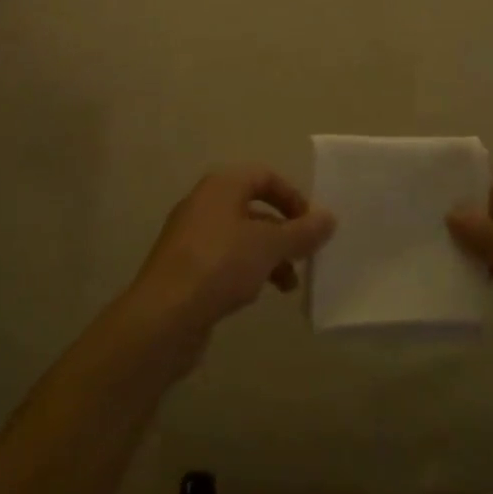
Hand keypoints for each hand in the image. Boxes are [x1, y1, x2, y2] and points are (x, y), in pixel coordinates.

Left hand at [130, 167, 336, 336]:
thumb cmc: (220, 266)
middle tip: (305, 255)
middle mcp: (204, 204)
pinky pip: (225, 260)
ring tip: (289, 285)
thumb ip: (301, 232)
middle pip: (254, 208)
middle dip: (284, 232)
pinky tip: (257, 294)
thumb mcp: (269, 246)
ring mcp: (191, 237)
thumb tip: (329, 218)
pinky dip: (247, 271)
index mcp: (221, 186)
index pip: (264, 176)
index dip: (292, 197)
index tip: (311, 225)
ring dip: (270, 257)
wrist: (163, 317)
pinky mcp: (186, 268)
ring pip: (241, 238)